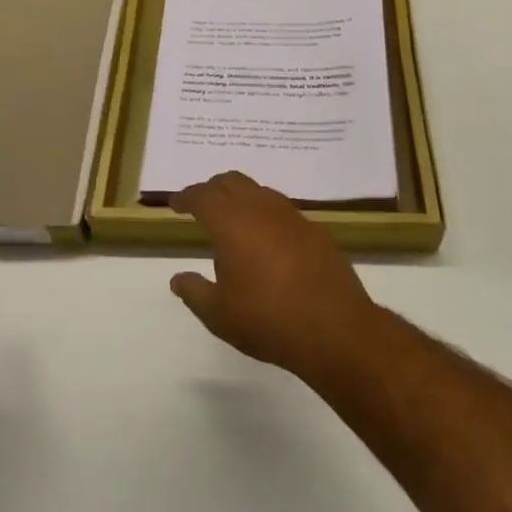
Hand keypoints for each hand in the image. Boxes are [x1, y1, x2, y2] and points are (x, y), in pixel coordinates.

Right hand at [168, 171, 380, 381]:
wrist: (336, 330)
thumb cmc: (267, 320)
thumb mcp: (218, 314)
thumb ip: (194, 291)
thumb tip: (178, 278)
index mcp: (232, 223)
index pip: (202, 196)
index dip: (185, 196)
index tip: (175, 204)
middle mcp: (262, 209)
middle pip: (232, 181)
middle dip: (212, 188)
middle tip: (201, 205)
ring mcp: (294, 217)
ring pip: (261, 192)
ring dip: (242, 198)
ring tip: (234, 222)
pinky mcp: (317, 232)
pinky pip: (284, 211)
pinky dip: (267, 215)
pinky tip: (268, 240)